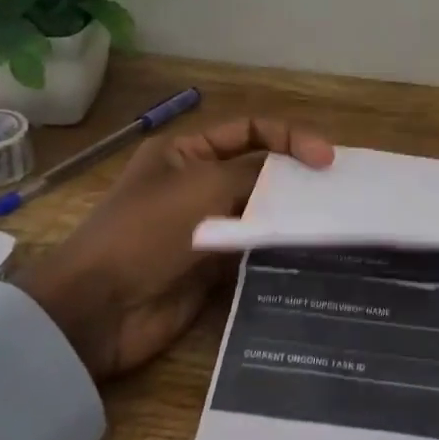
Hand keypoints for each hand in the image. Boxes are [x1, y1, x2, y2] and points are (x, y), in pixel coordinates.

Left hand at [13, 117, 333, 381]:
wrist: (100, 308)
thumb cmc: (147, 231)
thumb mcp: (203, 186)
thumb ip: (256, 175)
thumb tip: (296, 178)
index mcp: (186, 152)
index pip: (249, 131)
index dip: (290, 137)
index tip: (326, 160)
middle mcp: (198, 184)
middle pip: (259, 171)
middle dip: (296, 177)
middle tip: (337, 191)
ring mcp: (207, 227)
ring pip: (261, 213)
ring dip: (291, 215)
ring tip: (333, 220)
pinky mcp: (215, 267)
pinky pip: (255, 250)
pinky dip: (280, 248)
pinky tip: (311, 251)